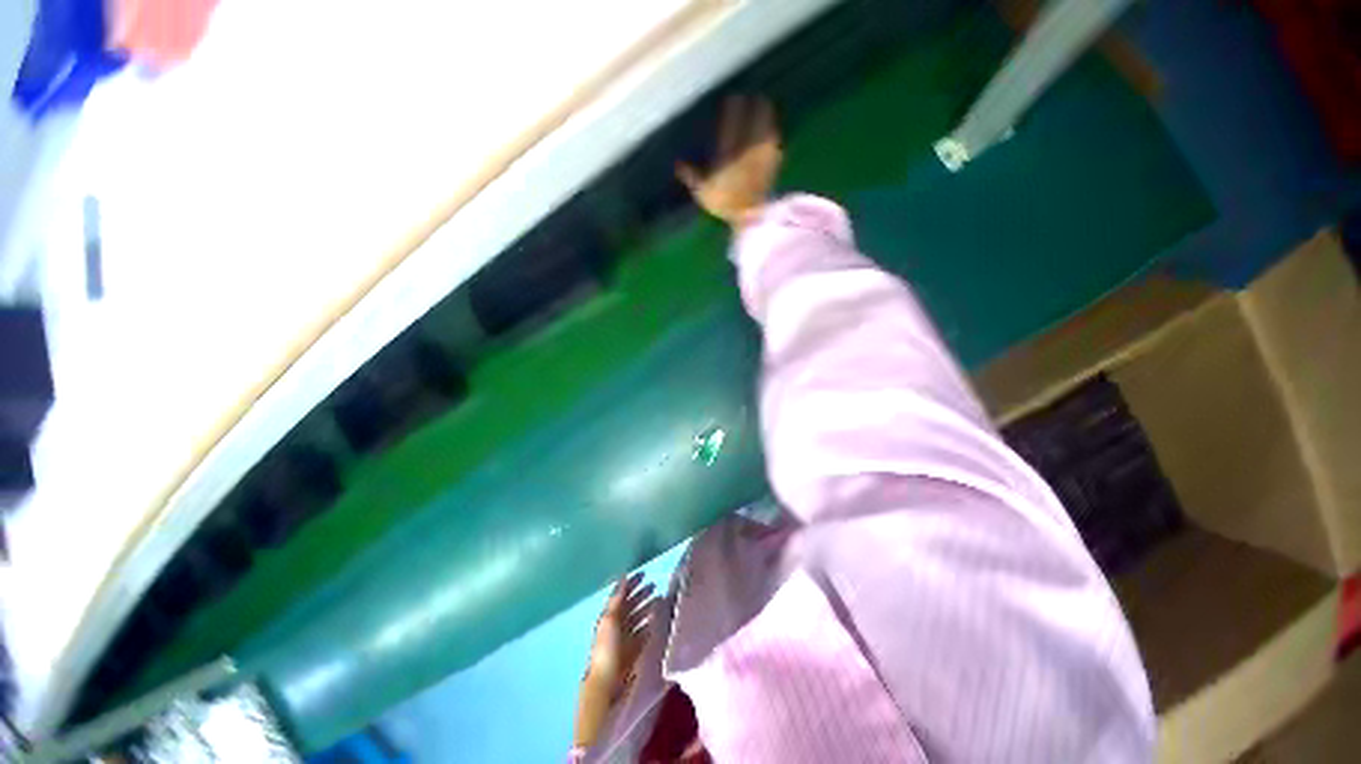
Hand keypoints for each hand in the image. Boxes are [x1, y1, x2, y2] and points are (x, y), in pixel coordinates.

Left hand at [575, 572, 655, 747]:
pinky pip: (644, 632)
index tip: (644, 574)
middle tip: (655, 585)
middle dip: (642, 594)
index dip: (631, 584)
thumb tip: (623, 577)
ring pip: (639, 617)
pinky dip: (651, 624)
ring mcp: (626, 637)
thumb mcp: (610, 620)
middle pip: (631, 605)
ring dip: (648, 607)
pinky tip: (658, 619)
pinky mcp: (634, 650)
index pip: (621, 595)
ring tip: (660, 599)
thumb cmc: (607, 648)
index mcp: (609, 616)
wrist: (607, 683)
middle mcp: (617, 625)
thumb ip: (617, 599)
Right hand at [677, 95, 783, 227]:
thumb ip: (691, 176)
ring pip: (765, 131)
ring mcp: (761, 158)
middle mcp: (746, 151)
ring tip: (766, 106)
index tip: (734, 98)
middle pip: (751, 124)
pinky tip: (774, 133)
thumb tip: (677, 164)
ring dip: (766, 117)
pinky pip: (774, 147)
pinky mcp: (771, 167)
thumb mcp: (703, 192)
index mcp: (728, 155)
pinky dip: (773, 138)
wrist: (749, 217)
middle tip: (754, 94)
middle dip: (753, 108)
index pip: (731, 126)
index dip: (733, 111)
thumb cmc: (724, 204)